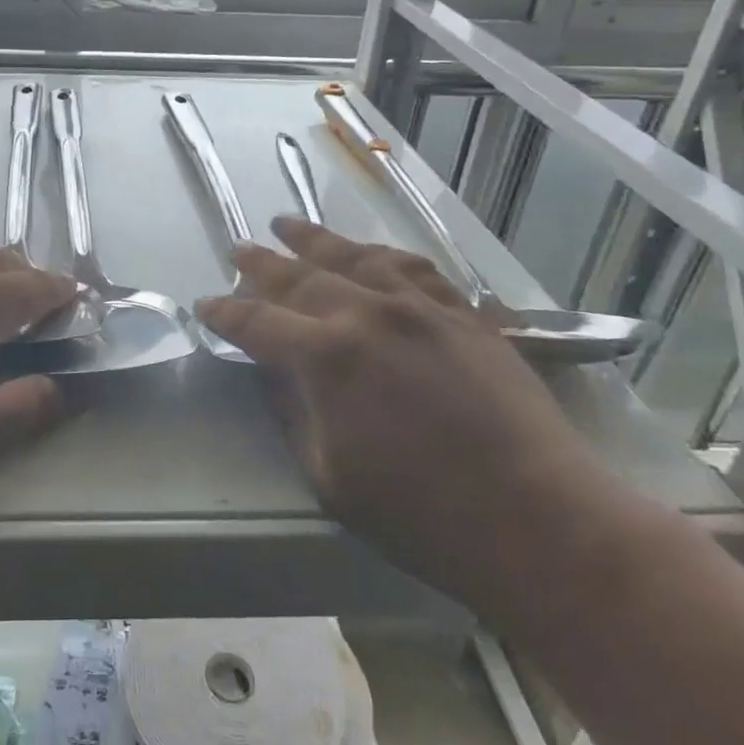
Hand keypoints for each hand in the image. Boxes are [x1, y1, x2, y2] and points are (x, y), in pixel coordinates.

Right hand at [199, 218, 621, 611]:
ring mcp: (421, 308)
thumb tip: (274, 369)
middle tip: (237, 249)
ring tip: (288, 224)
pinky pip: (415, 269)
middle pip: (300, 276)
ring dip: (315, 240)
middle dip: (260, 263)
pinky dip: (383, 256)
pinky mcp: (465, 315)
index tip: (206, 306)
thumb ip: (293, 410)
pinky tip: (371, 253)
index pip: (257, 323)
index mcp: (327, 357)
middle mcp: (369, 315)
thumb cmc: (421, 515)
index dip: (225, 314)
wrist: (538, 520)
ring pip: (355, 258)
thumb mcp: (329, 475)